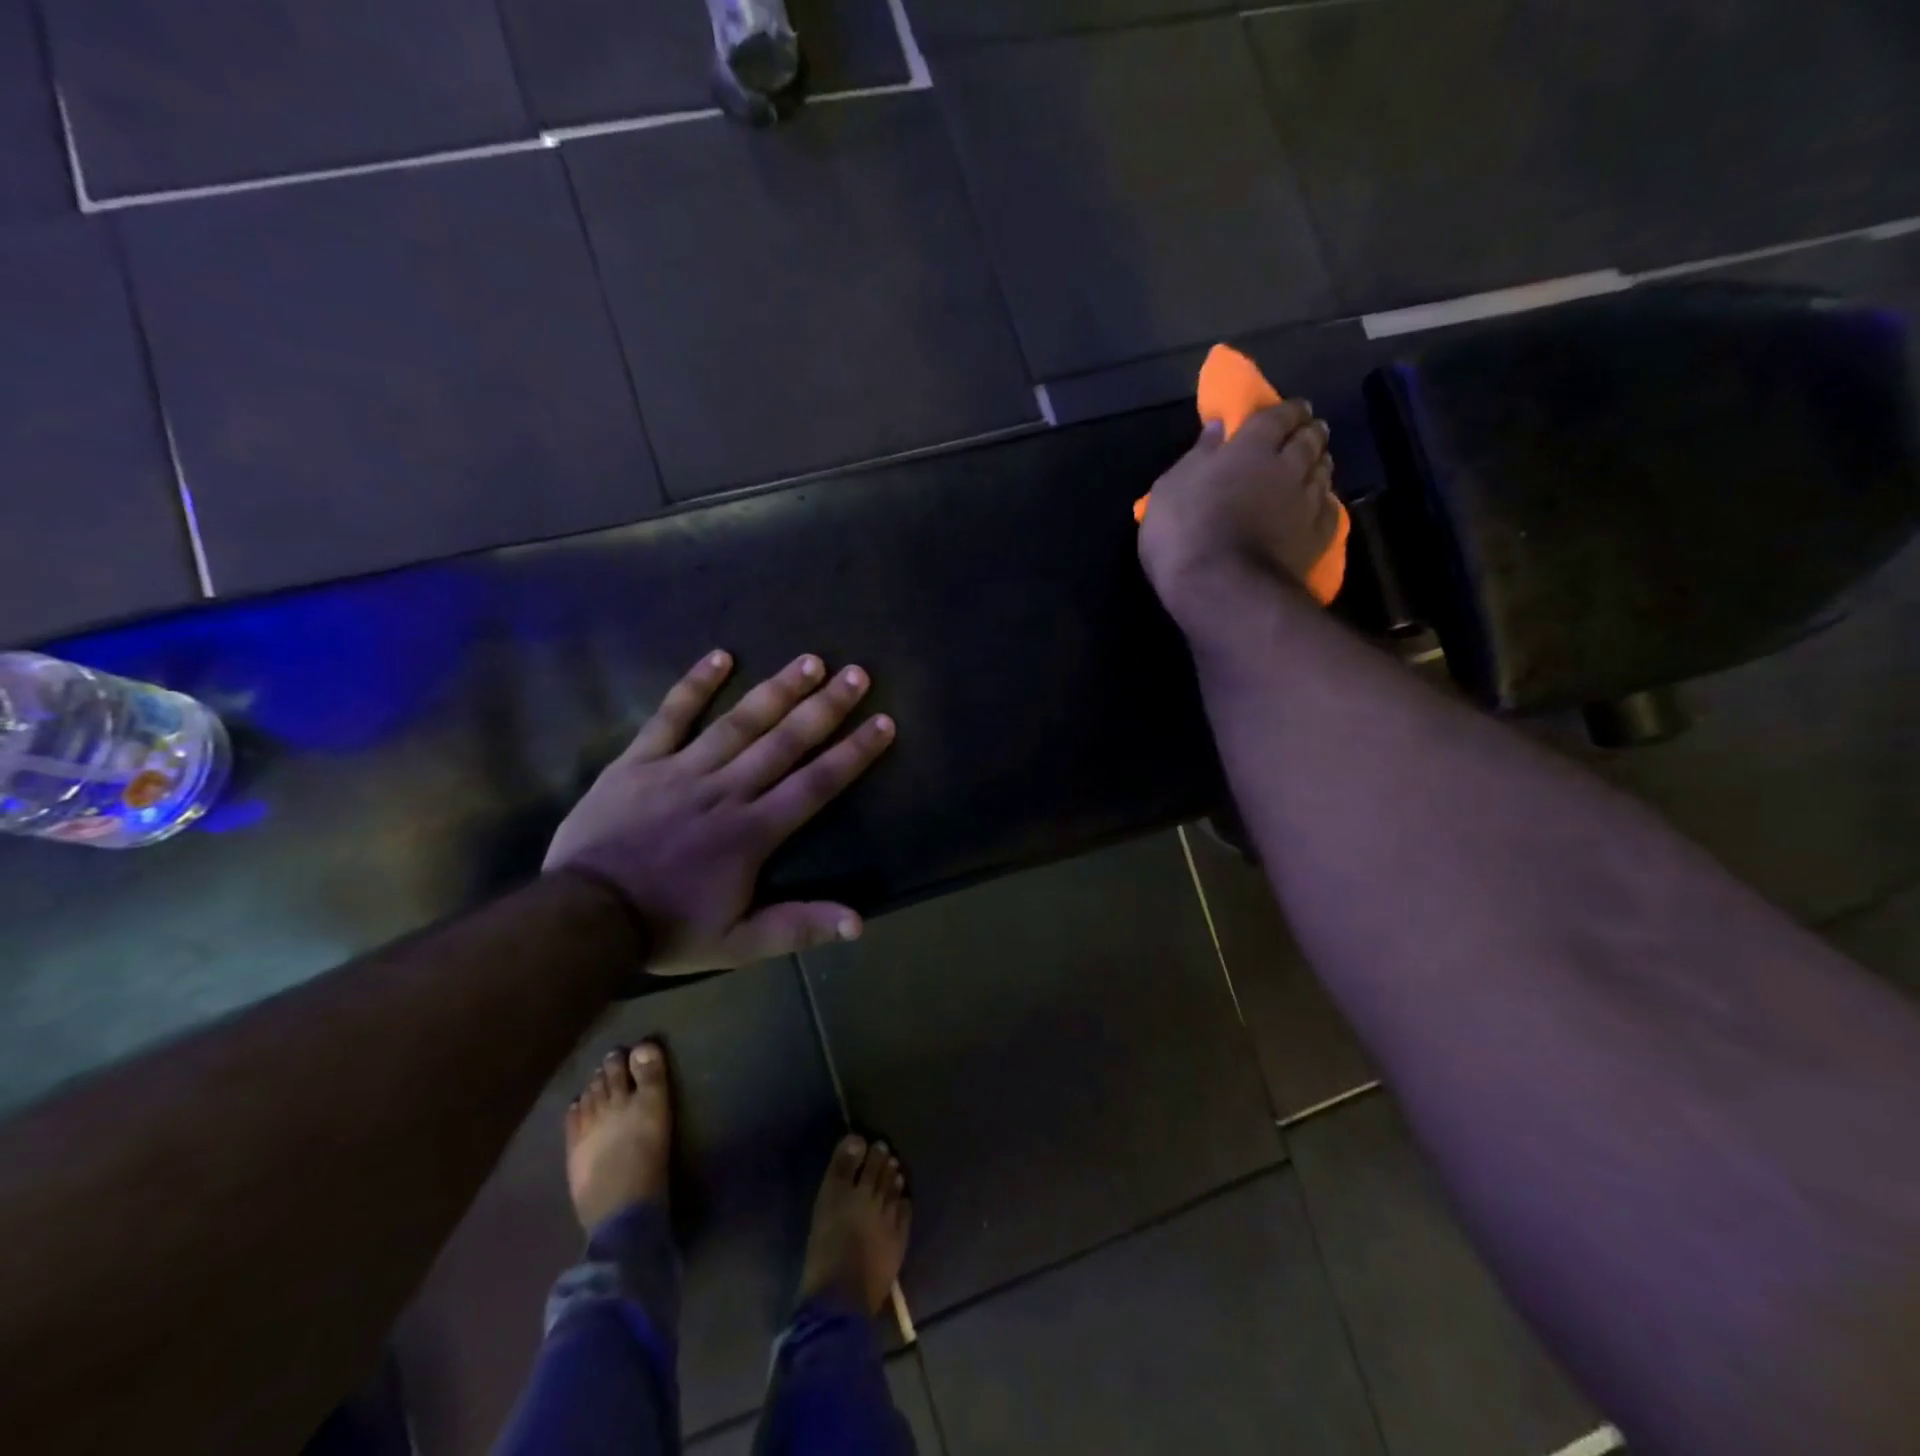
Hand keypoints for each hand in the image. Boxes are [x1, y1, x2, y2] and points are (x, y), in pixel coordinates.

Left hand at [545, 650, 895, 974]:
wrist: (584, 918)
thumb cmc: (667, 927)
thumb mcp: (738, 943)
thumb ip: (798, 927)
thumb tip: (859, 924)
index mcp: (753, 831)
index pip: (816, 783)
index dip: (853, 753)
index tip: (883, 723)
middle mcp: (727, 790)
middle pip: (785, 742)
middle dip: (826, 707)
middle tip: (857, 674)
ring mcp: (682, 770)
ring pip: (739, 722)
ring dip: (777, 690)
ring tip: (810, 661)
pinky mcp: (640, 760)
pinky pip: (671, 715)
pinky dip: (695, 684)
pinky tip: (721, 656)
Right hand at [1137, 401, 1338, 619]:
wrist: (1222, 590)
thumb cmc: (1184, 534)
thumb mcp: (1169, 491)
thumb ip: (1197, 457)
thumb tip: (1217, 428)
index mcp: (1251, 447)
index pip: (1278, 415)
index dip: (1286, 410)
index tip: (1290, 410)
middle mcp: (1288, 466)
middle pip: (1309, 439)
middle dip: (1309, 431)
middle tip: (1306, 432)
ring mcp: (1307, 502)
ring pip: (1324, 471)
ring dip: (1320, 463)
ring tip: (1315, 464)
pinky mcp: (1318, 537)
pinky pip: (1330, 509)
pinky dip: (1326, 501)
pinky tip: (1321, 504)